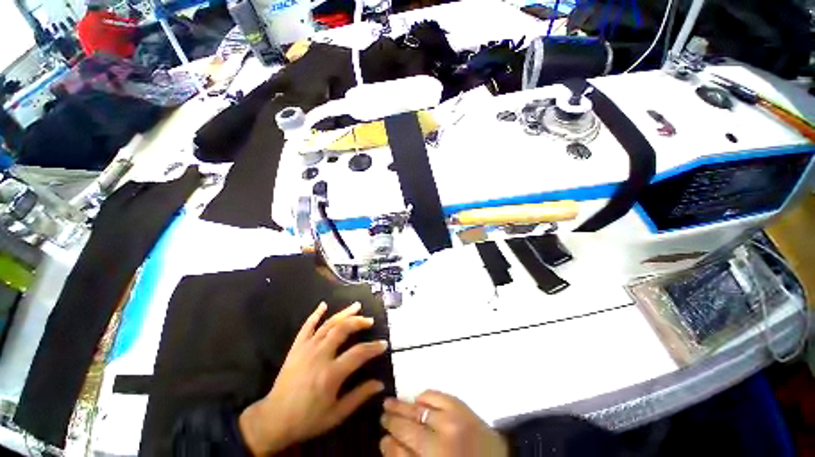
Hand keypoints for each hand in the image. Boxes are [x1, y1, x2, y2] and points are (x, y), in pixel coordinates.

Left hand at [239, 302, 387, 454]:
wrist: (273, 420)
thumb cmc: (307, 419)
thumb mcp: (336, 414)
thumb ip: (359, 397)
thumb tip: (380, 384)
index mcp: (331, 374)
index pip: (358, 353)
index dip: (373, 347)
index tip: (384, 344)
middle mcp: (320, 356)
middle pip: (343, 330)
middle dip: (359, 322)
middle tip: (370, 320)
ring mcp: (306, 349)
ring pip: (328, 324)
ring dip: (344, 313)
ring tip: (357, 306)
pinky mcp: (296, 348)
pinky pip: (306, 326)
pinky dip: (315, 314)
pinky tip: (323, 304)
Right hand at [381, 390, 507, 456]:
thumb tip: (389, 443)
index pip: (399, 453)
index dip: (388, 445)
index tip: (382, 438)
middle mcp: (440, 442)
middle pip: (406, 427)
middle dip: (392, 420)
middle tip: (383, 413)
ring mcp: (452, 422)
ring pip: (418, 410)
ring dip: (403, 406)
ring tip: (392, 402)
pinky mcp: (463, 408)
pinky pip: (437, 396)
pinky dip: (425, 396)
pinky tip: (418, 398)